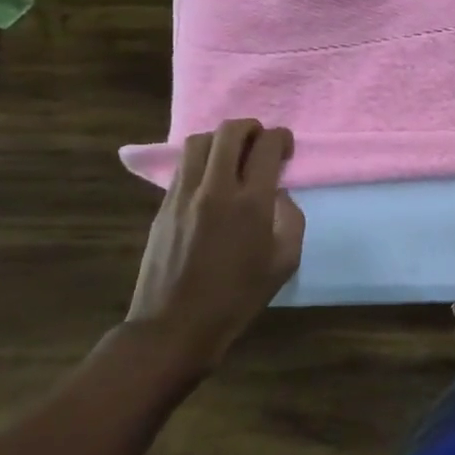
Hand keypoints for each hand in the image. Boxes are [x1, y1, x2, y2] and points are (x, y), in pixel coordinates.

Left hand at [127, 119, 306, 375]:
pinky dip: (202, 160)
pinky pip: (183, 165)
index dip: (281, 138)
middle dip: (252, 128)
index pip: (267, 145)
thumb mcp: (285, 261)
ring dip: (222, 140)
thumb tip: (278, 194)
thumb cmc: (238, 297)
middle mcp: (216, 188)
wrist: (174, 326)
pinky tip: (211, 179)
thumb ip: (290, 218)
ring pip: (200, 141)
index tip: (286, 150)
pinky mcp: (163, 205)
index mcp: (251, 202)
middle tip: (261, 144)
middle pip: (230, 131)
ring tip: (233, 158)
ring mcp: (184, 195)